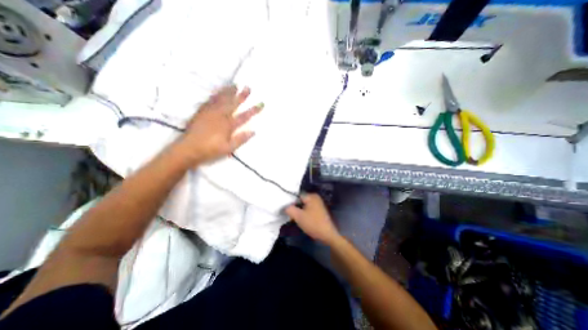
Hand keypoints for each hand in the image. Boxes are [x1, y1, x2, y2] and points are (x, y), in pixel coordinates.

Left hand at [176, 85, 262, 164]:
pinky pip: (210, 100)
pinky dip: (216, 95)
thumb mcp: (229, 148)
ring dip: (228, 92)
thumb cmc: (211, 150)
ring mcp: (210, 112)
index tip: (261, 104)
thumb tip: (253, 131)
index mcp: (228, 125)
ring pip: (221, 99)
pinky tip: (218, 93)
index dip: (254, 110)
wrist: (188, 149)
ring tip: (234, 85)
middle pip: (233, 103)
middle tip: (248, 87)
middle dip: (242, 95)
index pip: (244, 116)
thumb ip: (241, 139)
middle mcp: (220, 116)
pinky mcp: (201, 112)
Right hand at [284, 193, 340, 243]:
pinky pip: (308, 209)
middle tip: (291, 216)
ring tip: (296, 219)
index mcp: (311, 196)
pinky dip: (304, 214)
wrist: (327, 235)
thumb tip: (284, 206)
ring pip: (303, 206)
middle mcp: (315, 197)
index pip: (296, 196)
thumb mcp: (298, 216)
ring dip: (299, 212)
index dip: (291, 203)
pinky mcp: (319, 211)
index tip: (288, 211)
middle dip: (295, 208)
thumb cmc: (313, 224)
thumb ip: (289, 209)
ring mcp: (318, 204)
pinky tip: (302, 221)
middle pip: (300, 201)